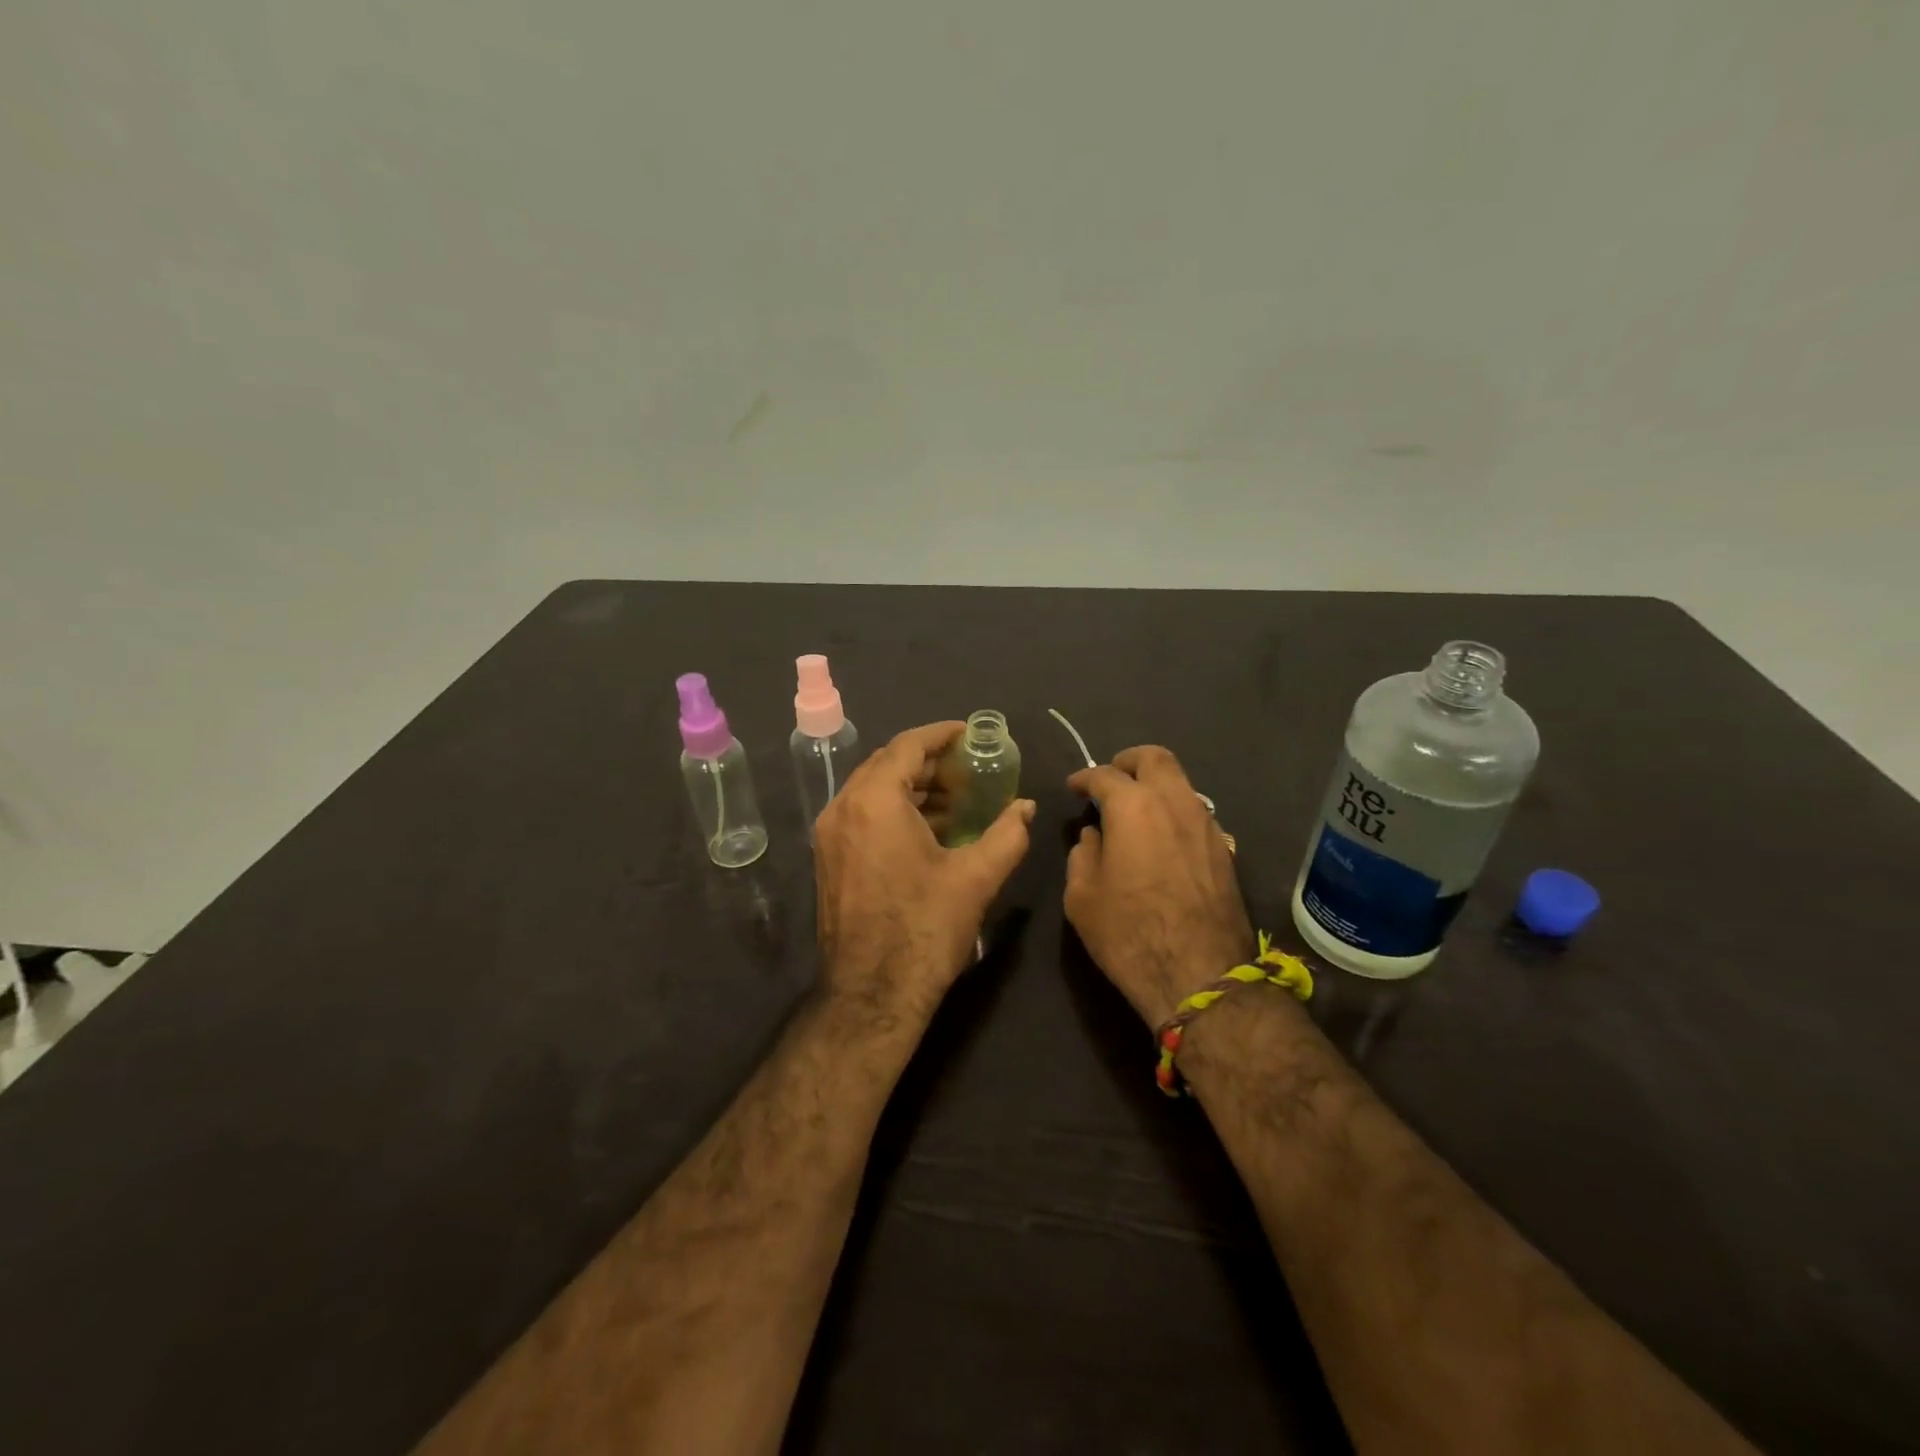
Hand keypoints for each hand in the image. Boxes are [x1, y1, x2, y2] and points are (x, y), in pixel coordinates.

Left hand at [814, 722, 1035, 1023]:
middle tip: (967, 769)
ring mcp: (829, 836)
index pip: (906, 746)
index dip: (941, 735)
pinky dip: (893, 809)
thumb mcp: (976, 878)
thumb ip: (1007, 834)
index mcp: (874, 802)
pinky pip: (861, 815)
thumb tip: (1026, 807)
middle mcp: (842, 809)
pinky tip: (928, 830)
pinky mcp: (828, 859)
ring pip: (871, 789)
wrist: (871, 995)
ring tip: (955, 800)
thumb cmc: (924, 929)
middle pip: (885, 764)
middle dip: (927, 762)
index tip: (969, 734)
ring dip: (911, 787)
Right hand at [1065, 746, 1254, 1027]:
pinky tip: (1163, 840)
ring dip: (1156, 787)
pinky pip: (1196, 814)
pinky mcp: (1225, 851)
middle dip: (1128, 761)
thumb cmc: (1128, 934)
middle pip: (1155, 758)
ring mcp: (1207, 825)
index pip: (1104, 775)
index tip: (1074, 788)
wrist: (1201, 978)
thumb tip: (1094, 836)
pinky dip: (1175, 813)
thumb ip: (1083, 855)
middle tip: (1111, 778)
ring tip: (1136, 811)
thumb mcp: (1082, 897)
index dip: (1084, 778)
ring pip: (1181, 784)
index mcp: (1134, 807)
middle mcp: (1175, 803)